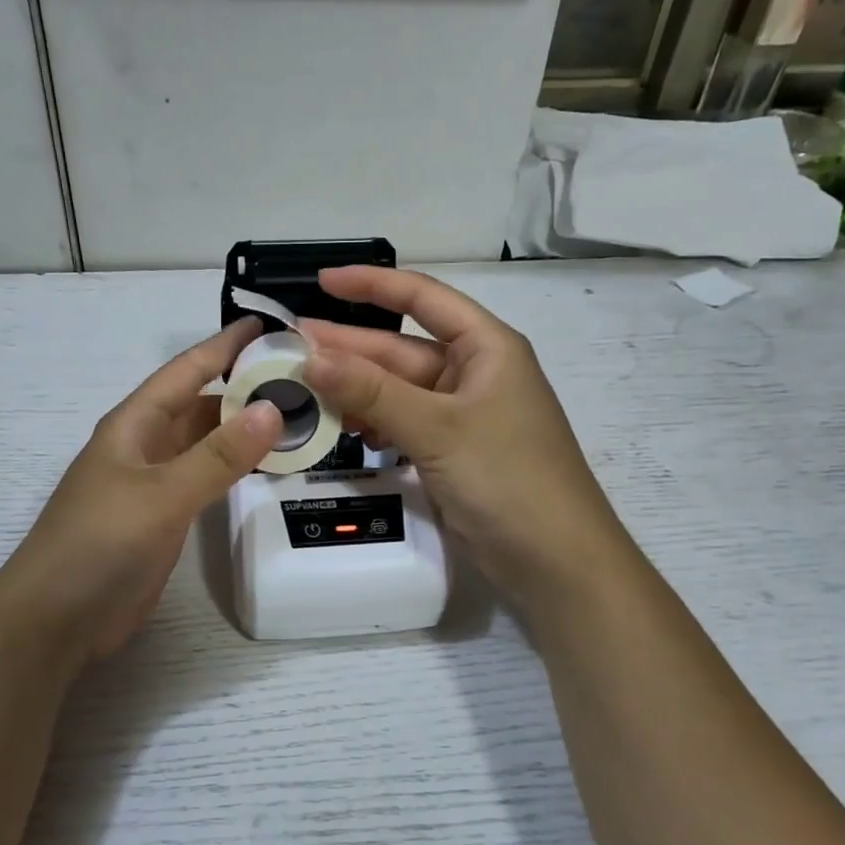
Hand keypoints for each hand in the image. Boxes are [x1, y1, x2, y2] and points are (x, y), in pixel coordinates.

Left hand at [0, 318, 282, 665]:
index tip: (268, 325)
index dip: (224, 345)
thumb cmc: (100, 544)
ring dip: (243, 429)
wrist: (56, 619)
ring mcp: (154, 483)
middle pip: (200, 404)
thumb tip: (272, 409)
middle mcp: (145, 445)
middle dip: (244, 388)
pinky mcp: (163, 517)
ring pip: (205, 442)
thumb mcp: (162, 495)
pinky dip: (235, 468)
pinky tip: (267, 466)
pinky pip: (205, 478)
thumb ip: (218, 455)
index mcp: (134, 424)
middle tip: (303, 378)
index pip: (186, 371)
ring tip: (298, 417)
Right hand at [300, 266, 618, 601]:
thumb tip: (311, 357)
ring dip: (354, 388)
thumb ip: (373, 392)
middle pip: (401, 349)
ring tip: (301, 387)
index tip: (322, 282)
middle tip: (289, 347)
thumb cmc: (509, 479)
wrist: (556, 562)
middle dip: (348, 347)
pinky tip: (340, 427)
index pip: (424, 298)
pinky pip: (402, 423)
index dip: (373, 284)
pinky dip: (372, 422)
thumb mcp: (439, 429)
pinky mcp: (450, 452)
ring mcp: (461, 416)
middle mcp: (473, 374)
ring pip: (396, 390)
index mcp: (486, 348)